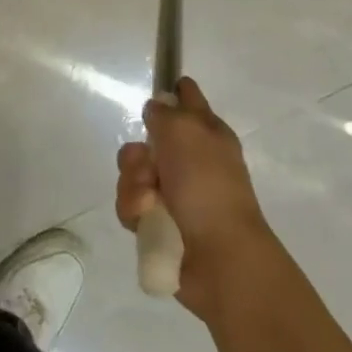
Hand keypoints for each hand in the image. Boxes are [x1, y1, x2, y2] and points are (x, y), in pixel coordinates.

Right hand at [117, 77, 276, 319]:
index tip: (154, 99)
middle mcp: (191, 160)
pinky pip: (132, 205)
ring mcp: (176, 193)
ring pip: (134, 173)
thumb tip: (155, 108)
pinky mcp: (159, 224)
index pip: (187, 97)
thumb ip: (163, 112)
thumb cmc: (206, 184)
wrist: (219, 258)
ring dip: (134, 184)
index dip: (171, 93)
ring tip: (148, 201)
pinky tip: (145, 220)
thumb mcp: (184, 130)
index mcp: (207, 132)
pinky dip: (135, 211)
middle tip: (149, 166)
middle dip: (138, 153)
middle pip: (148, 140)